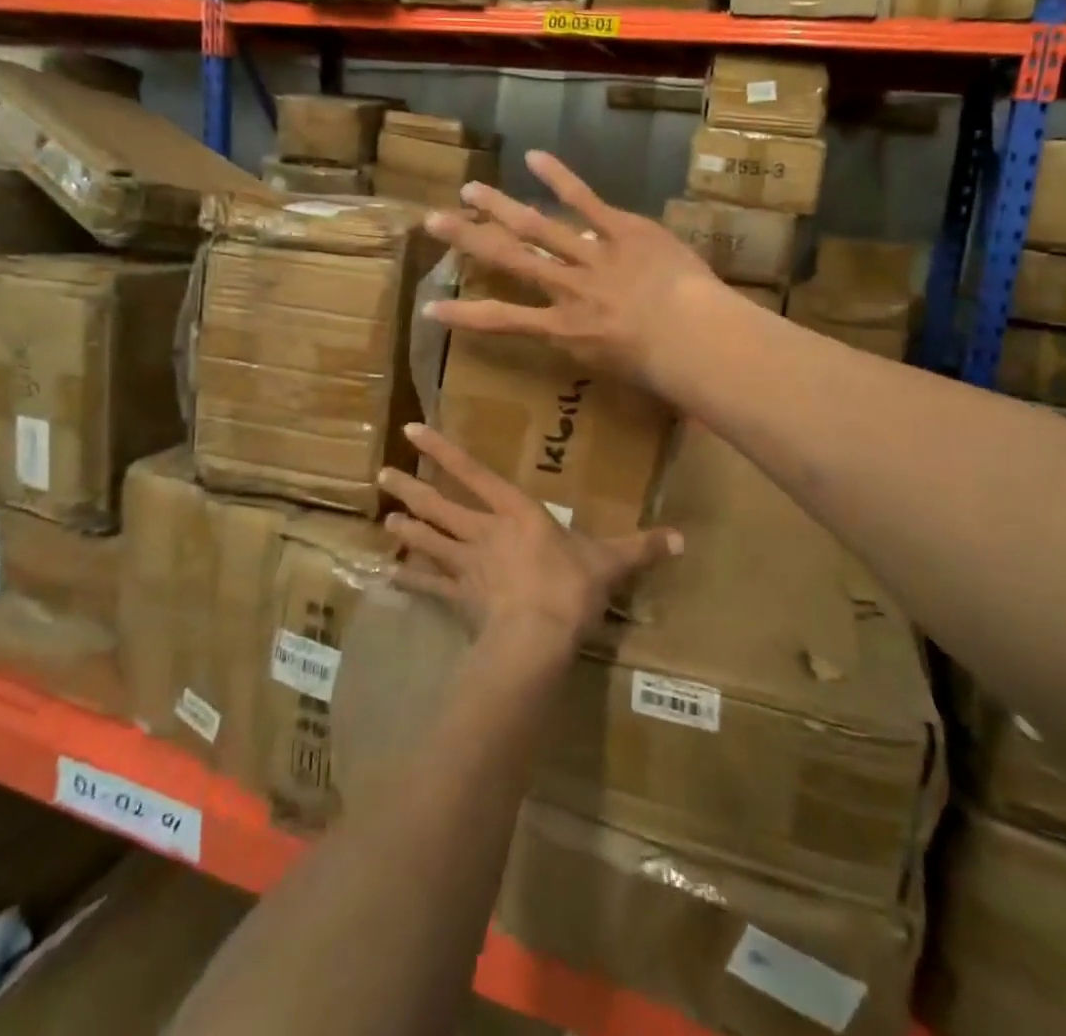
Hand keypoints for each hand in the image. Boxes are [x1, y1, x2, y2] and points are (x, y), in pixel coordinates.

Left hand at [379, 423, 681, 646]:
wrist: (537, 635)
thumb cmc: (570, 586)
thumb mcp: (610, 562)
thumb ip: (642, 547)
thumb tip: (682, 538)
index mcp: (516, 513)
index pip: (474, 473)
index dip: (443, 450)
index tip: (413, 430)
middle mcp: (484, 532)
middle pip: (441, 506)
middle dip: (412, 488)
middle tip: (382, 473)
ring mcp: (467, 566)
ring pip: (430, 540)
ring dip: (408, 529)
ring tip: (387, 517)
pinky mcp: (460, 598)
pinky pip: (432, 585)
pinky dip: (412, 579)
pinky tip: (392, 574)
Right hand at [422, 150, 724, 386]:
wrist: (697, 338)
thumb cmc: (662, 367)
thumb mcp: (613, 366)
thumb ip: (588, 344)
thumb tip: (577, 330)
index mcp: (563, 329)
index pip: (502, 321)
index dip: (464, 315)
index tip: (430, 307)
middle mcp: (567, 289)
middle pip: (509, 260)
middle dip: (468, 240)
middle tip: (433, 221)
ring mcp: (592, 256)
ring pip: (536, 227)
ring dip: (500, 206)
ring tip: (470, 189)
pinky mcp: (622, 230)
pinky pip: (586, 201)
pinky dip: (559, 178)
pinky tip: (534, 157)